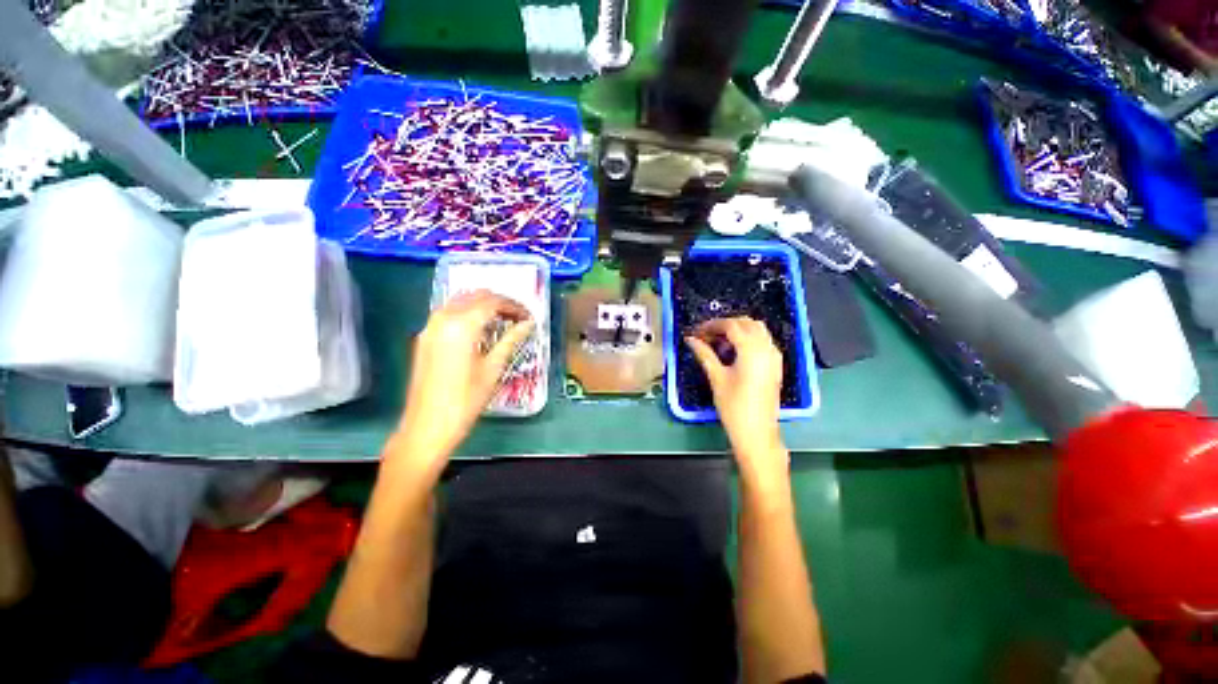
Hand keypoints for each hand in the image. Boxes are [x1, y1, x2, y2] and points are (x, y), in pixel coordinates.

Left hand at [394, 291, 534, 470]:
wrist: (427, 427)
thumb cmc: (466, 400)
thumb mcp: (493, 368)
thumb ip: (511, 340)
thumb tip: (528, 324)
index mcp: (462, 325)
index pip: (493, 302)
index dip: (514, 306)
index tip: (529, 317)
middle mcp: (443, 318)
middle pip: (475, 296)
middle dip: (499, 302)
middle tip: (518, 317)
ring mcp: (430, 327)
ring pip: (460, 302)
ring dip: (483, 306)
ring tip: (502, 322)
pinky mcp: (424, 338)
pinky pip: (449, 314)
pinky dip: (468, 314)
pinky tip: (480, 330)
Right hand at [686, 317, 788, 479]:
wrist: (757, 432)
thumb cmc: (734, 406)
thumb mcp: (716, 377)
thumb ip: (704, 353)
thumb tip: (690, 339)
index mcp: (752, 349)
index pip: (731, 325)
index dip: (711, 325)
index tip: (696, 332)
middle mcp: (766, 348)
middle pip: (746, 323)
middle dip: (725, 325)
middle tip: (706, 335)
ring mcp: (774, 356)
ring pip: (757, 330)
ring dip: (738, 330)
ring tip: (718, 342)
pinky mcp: (775, 365)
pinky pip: (763, 341)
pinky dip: (748, 338)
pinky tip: (734, 351)